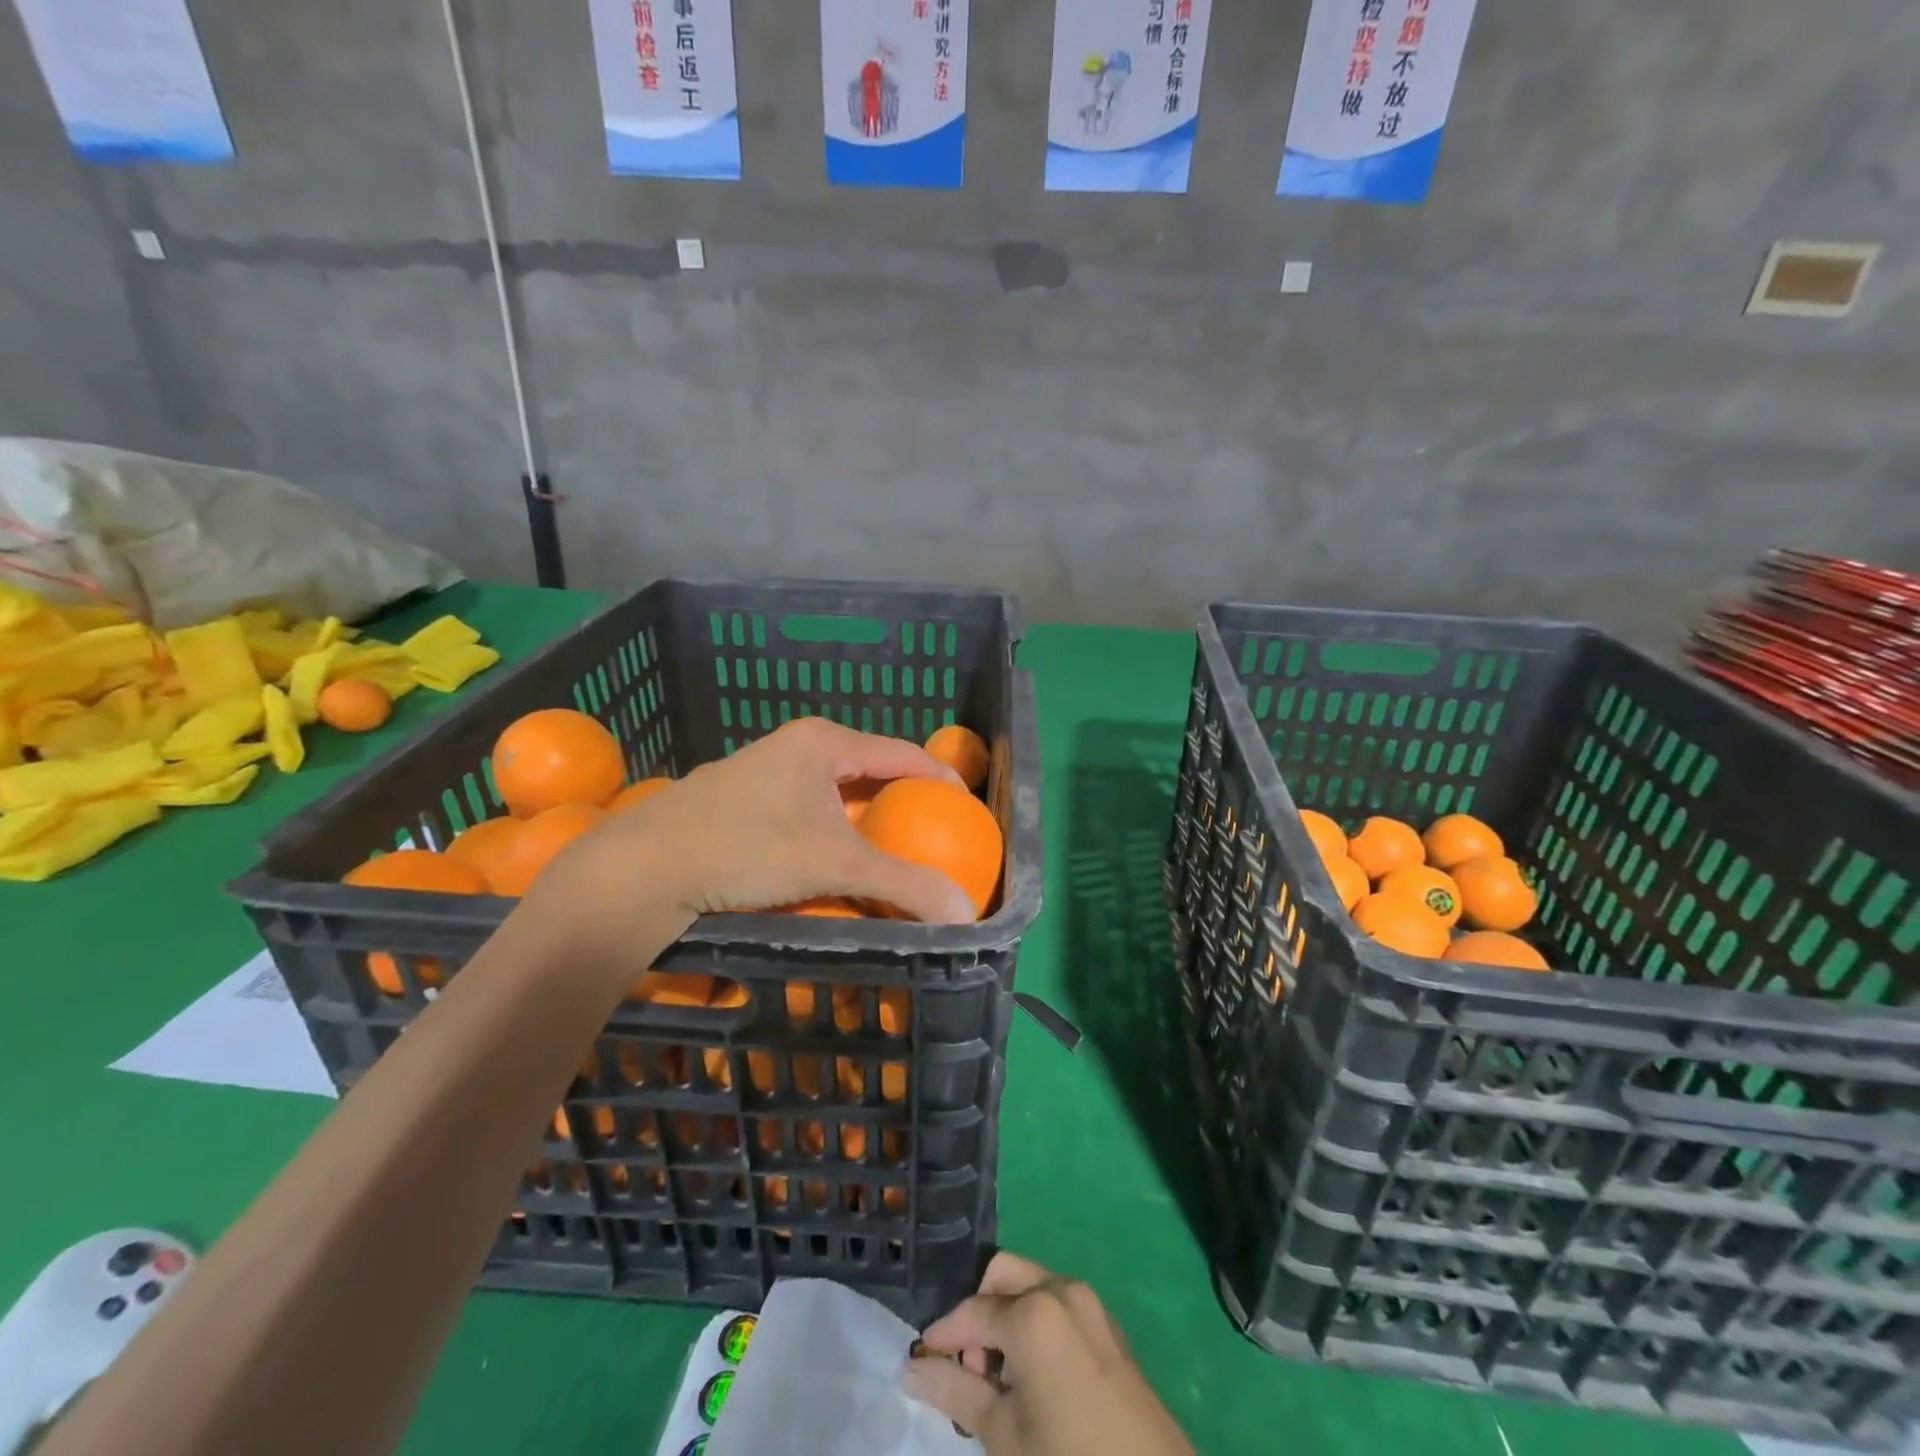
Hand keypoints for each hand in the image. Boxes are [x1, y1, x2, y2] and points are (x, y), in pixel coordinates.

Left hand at [524, 718, 976, 953]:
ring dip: (866, 817)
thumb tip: (968, 915)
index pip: (902, 752)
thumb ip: (902, 886)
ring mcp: (765, 770)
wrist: (644, 867)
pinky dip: (834, 829)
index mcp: (825, 742)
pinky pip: (809, 807)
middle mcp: (797, 746)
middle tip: (934, 833)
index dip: (940, 778)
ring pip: (836, 790)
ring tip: (892, 849)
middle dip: (903, 799)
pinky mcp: (743, 799)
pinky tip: (836, 859)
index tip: (967, 810)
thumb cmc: (747, 847)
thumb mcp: (833, 865)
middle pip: (870, 769)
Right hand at [904, 1253, 1192, 1455]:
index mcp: (1033, 1311)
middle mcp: (1061, 1289)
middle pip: (1002, 1276)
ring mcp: (1090, 1303)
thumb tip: (912, 1368)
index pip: (971, 1312)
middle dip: (979, 1313)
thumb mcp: (1004, 1435)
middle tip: (972, 1368)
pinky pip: (1059, 1304)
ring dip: (1007, 1318)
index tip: (922, 1361)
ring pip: (1031, 1287)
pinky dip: (1036, 1324)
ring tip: (1002, 1381)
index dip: (943, 1335)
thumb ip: (955, 1393)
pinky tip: (1035, 1379)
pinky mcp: (1108, 1325)